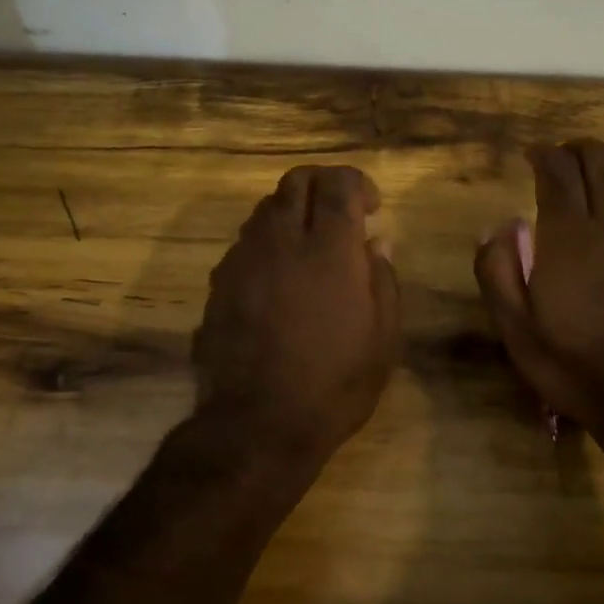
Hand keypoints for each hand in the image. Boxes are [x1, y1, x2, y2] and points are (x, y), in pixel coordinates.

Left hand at [193, 165, 401, 463]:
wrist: (257, 423)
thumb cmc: (334, 383)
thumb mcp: (383, 338)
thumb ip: (382, 279)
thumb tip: (376, 242)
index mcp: (329, 248)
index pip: (337, 182)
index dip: (358, 182)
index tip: (372, 208)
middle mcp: (281, 240)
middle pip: (295, 180)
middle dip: (322, 184)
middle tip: (340, 212)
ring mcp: (244, 258)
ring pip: (265, 206)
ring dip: (292, 211)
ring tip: (310, 244)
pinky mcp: (219, 282)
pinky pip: (245, 241)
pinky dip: (268, 241)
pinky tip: (279, 277)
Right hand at [475, 140, 603, 435]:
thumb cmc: (574, 363)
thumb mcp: (516, 328)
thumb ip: (498, 272)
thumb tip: (497, 229)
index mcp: (569, 236)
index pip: (558, 173)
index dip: (544, 155)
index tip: (534, 155)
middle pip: (603, 163)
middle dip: (581, 150)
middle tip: (566, 155)